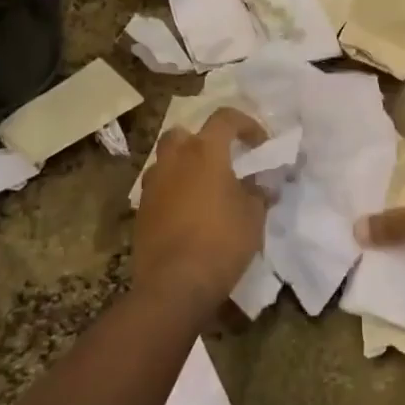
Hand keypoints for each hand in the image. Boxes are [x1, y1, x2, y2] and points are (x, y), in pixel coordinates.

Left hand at [135, 107, 267, 311]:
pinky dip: (173, 192)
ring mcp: (152, 185)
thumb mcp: (254, 216)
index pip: (225, 118)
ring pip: (166, 161)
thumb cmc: (221, 241)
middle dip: (202, 141)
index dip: (246, 124)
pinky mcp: (141, 211)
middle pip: (184, 133)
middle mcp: (174, 159)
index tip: (260, 144)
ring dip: (184, 167)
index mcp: (204, 151)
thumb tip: (263, 184)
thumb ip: (259, 192)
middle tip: (221, 160)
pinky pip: (159, 189)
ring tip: (204, 189)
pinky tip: (188, 214)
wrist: (174, 285)